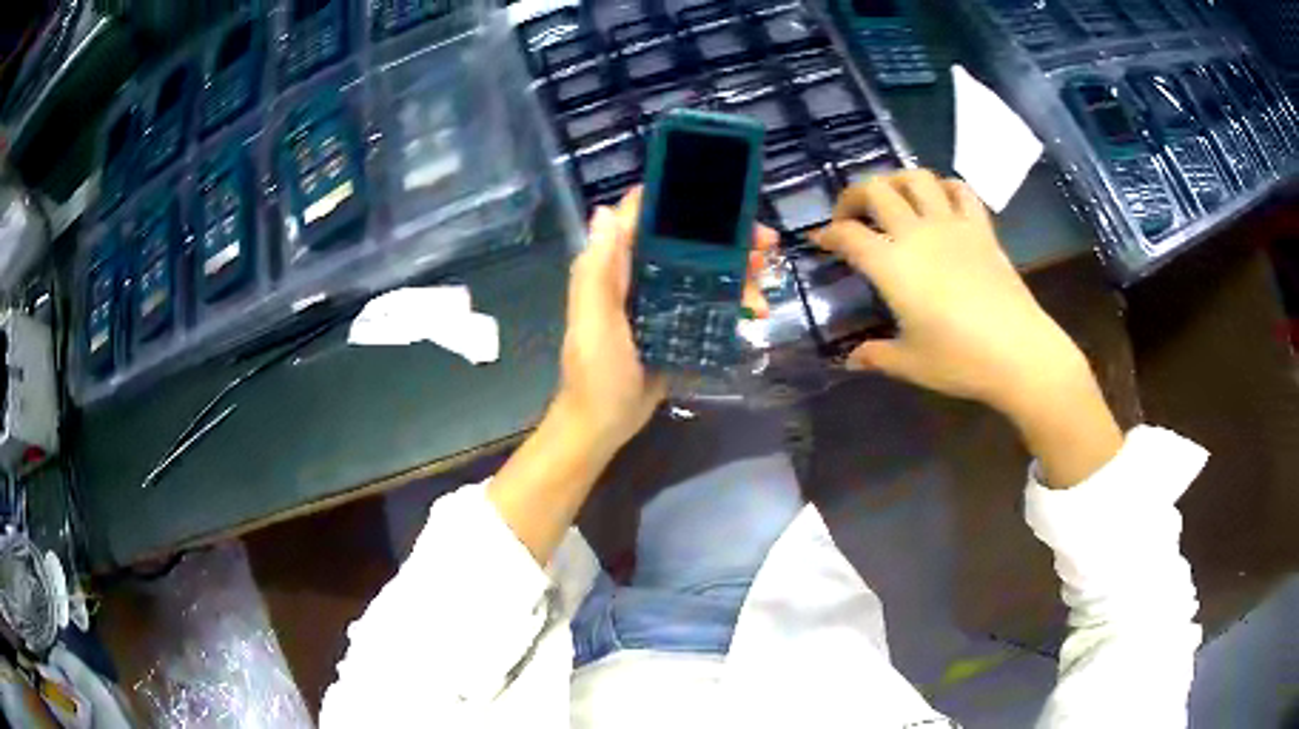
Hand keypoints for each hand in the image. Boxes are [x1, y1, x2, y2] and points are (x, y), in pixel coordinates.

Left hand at [491, 190, 774, 562]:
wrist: (603, 425)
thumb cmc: (596, 372)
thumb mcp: (594, 321)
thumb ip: (598, 271)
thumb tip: (603, 211)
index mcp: (614, 267)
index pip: (643, 218)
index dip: (678, 199)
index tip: (720, 192)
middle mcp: (638, 275)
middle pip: (686, 241)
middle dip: (726, 236)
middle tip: (765, 242)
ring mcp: (659, 300)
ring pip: (704, 270)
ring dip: (738, 271)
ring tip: (766, 285)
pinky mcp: (676, 325)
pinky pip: (708, 301)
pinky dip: (733, 301)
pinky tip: (755, 311)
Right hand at [814, 170, 1088, 416]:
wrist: (1019, 353)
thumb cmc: (960, 360)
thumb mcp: (910, 364)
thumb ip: (876, 356)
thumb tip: (851, 359)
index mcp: (892, 266)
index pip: (848, 235)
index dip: (827, 234)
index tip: (820, 241)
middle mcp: (917, 233)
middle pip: (875, 189)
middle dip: (852, 196)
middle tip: (850, 216)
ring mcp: (952, 225)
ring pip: (916, 177)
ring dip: (895, 180)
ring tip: (892, 199)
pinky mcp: (981, 228)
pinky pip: (960, 190)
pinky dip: (944, 187)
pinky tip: (939, 201)